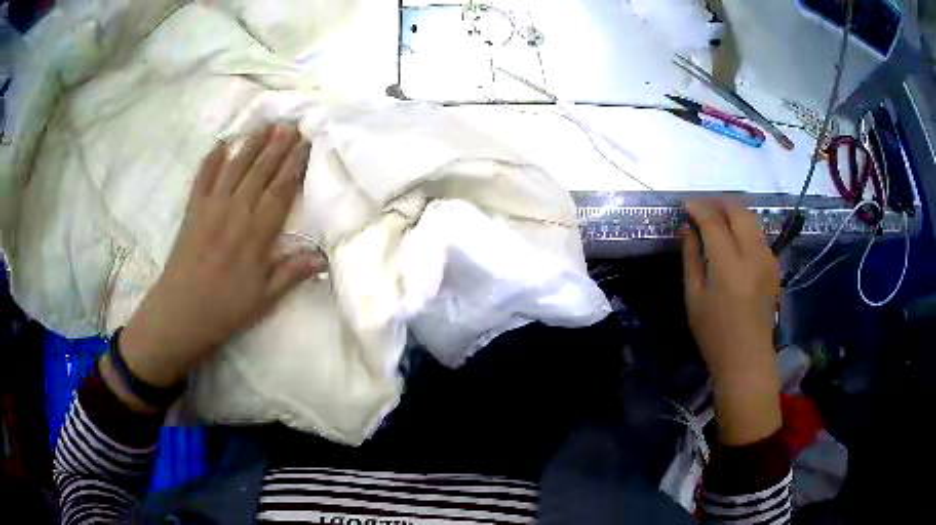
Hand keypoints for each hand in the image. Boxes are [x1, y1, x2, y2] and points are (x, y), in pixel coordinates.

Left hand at [117, 124, 324, 389]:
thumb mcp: (264, 298)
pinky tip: (222, 143)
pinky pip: (203, 176)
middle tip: (292, 124)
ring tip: (266, 125)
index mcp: (256, 232)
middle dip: (278, 146)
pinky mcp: (193, 209)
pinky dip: (212, 158)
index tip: (306, 143)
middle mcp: (236, 211)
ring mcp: (212, 206)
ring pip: (236, 166)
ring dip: (252, 144)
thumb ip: (292, 272)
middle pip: (261, 171)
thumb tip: (323, 256)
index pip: (281, 190)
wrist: (181, 312)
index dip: (295, 165)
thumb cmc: (226, 308)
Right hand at [682, 200, 782, 444]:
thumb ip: (691, 258)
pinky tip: (733, 240)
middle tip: (702, 209)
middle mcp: (753, 256)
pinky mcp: (775, 265)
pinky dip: (744, 227)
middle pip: (739, 211)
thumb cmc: (714, 335)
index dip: (698, 208)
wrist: (748, 360)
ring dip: (733, 212)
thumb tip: (688, 228)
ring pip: (752, 218)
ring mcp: (768, 259)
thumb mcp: (694, 298)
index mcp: (729, 268)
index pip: (714, 222)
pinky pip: (759, 233)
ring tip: (716, 219)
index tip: (685, 204)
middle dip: (718, 202)